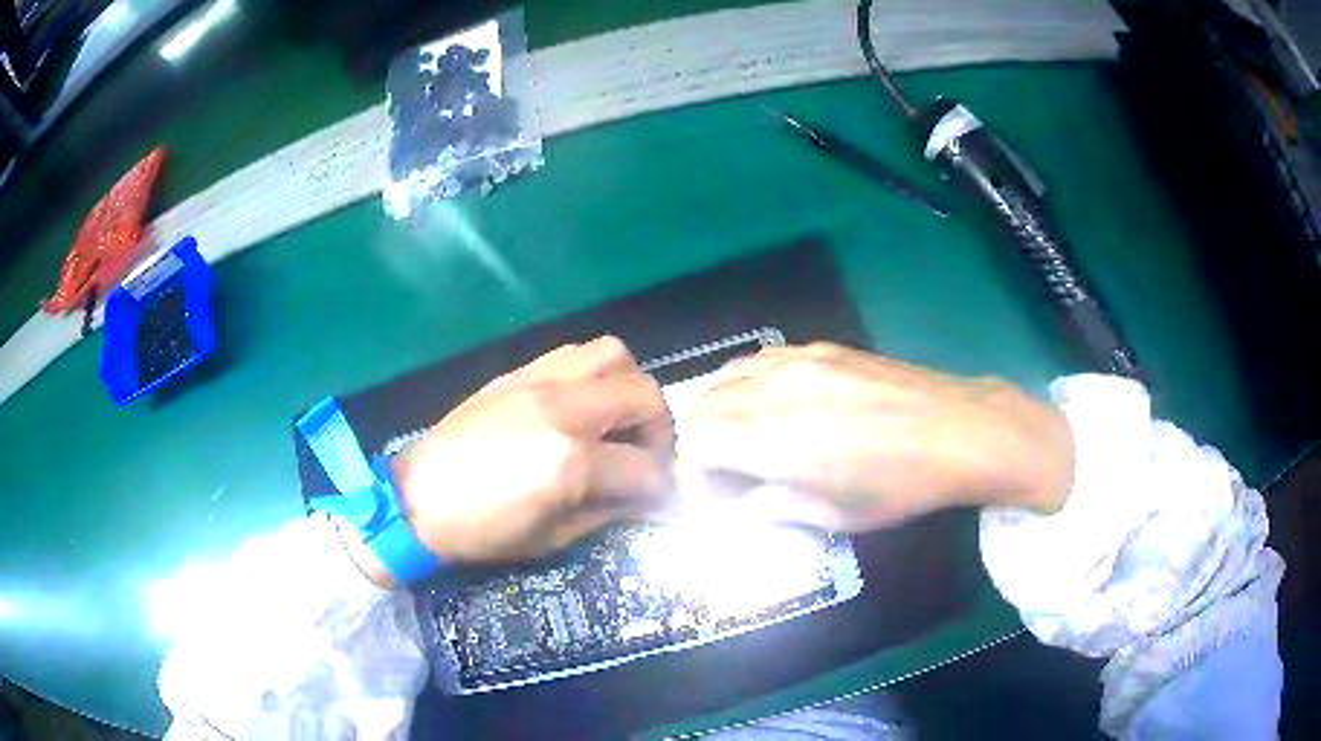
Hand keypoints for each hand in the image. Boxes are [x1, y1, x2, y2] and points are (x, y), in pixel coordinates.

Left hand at [389, 336, 673, 563]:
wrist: (417, 499)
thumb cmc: (482, 531)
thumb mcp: (552, 538)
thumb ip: (610, 511)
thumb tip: (648, 498)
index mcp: (570, 461)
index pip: (645, 465)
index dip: (664, 485)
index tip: (663, 496)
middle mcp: (563, 408)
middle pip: (644, 394)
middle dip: (660, 428)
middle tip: (646, 454)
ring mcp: (539, 381)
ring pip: (614, 354)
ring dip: (629, 386)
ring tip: (616, 418)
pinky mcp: (518, 372)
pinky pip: (574, 352)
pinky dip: (594, 373)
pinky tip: (582, 403)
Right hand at [677, 343, 1073, 530]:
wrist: (956, 430)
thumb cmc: (899, 486)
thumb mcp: (835, 516)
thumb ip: (772, 506)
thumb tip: (736, 503)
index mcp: (773, 441)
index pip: (696, 444)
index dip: (694, 473)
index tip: (715, 495)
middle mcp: (773, 392)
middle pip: (702, 407)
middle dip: (700, 443)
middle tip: (726, 472)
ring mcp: (795, 362)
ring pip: (725, 378)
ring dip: (720, 410)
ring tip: (744, 438)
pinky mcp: (819, 348)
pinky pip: (759, 359)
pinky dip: (746, 383)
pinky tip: (770, 403)